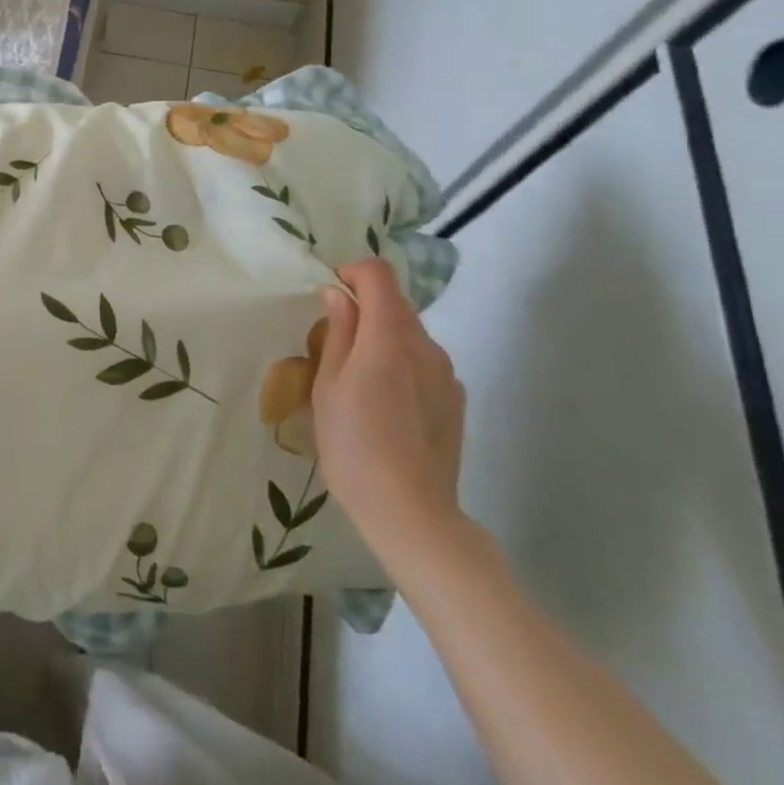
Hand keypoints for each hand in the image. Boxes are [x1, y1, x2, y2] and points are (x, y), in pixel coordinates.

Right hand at [311, 258, 466, 568]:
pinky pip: (424, 361)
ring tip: (359, 376)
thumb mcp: (328, 387)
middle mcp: (425, 347)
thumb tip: (339, 295)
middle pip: (396, 303)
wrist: (411, 512)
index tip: (331, 292)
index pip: (379, 276)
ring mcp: (446, 373)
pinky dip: (402, 361)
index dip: (353, 272)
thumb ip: (338, 333)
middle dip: (365, 306)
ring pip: (411, 333)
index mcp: (388, 339)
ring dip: (383, 335)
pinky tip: (386, 401)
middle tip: (335, 339)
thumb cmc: (353, 446)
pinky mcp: (455, 397)